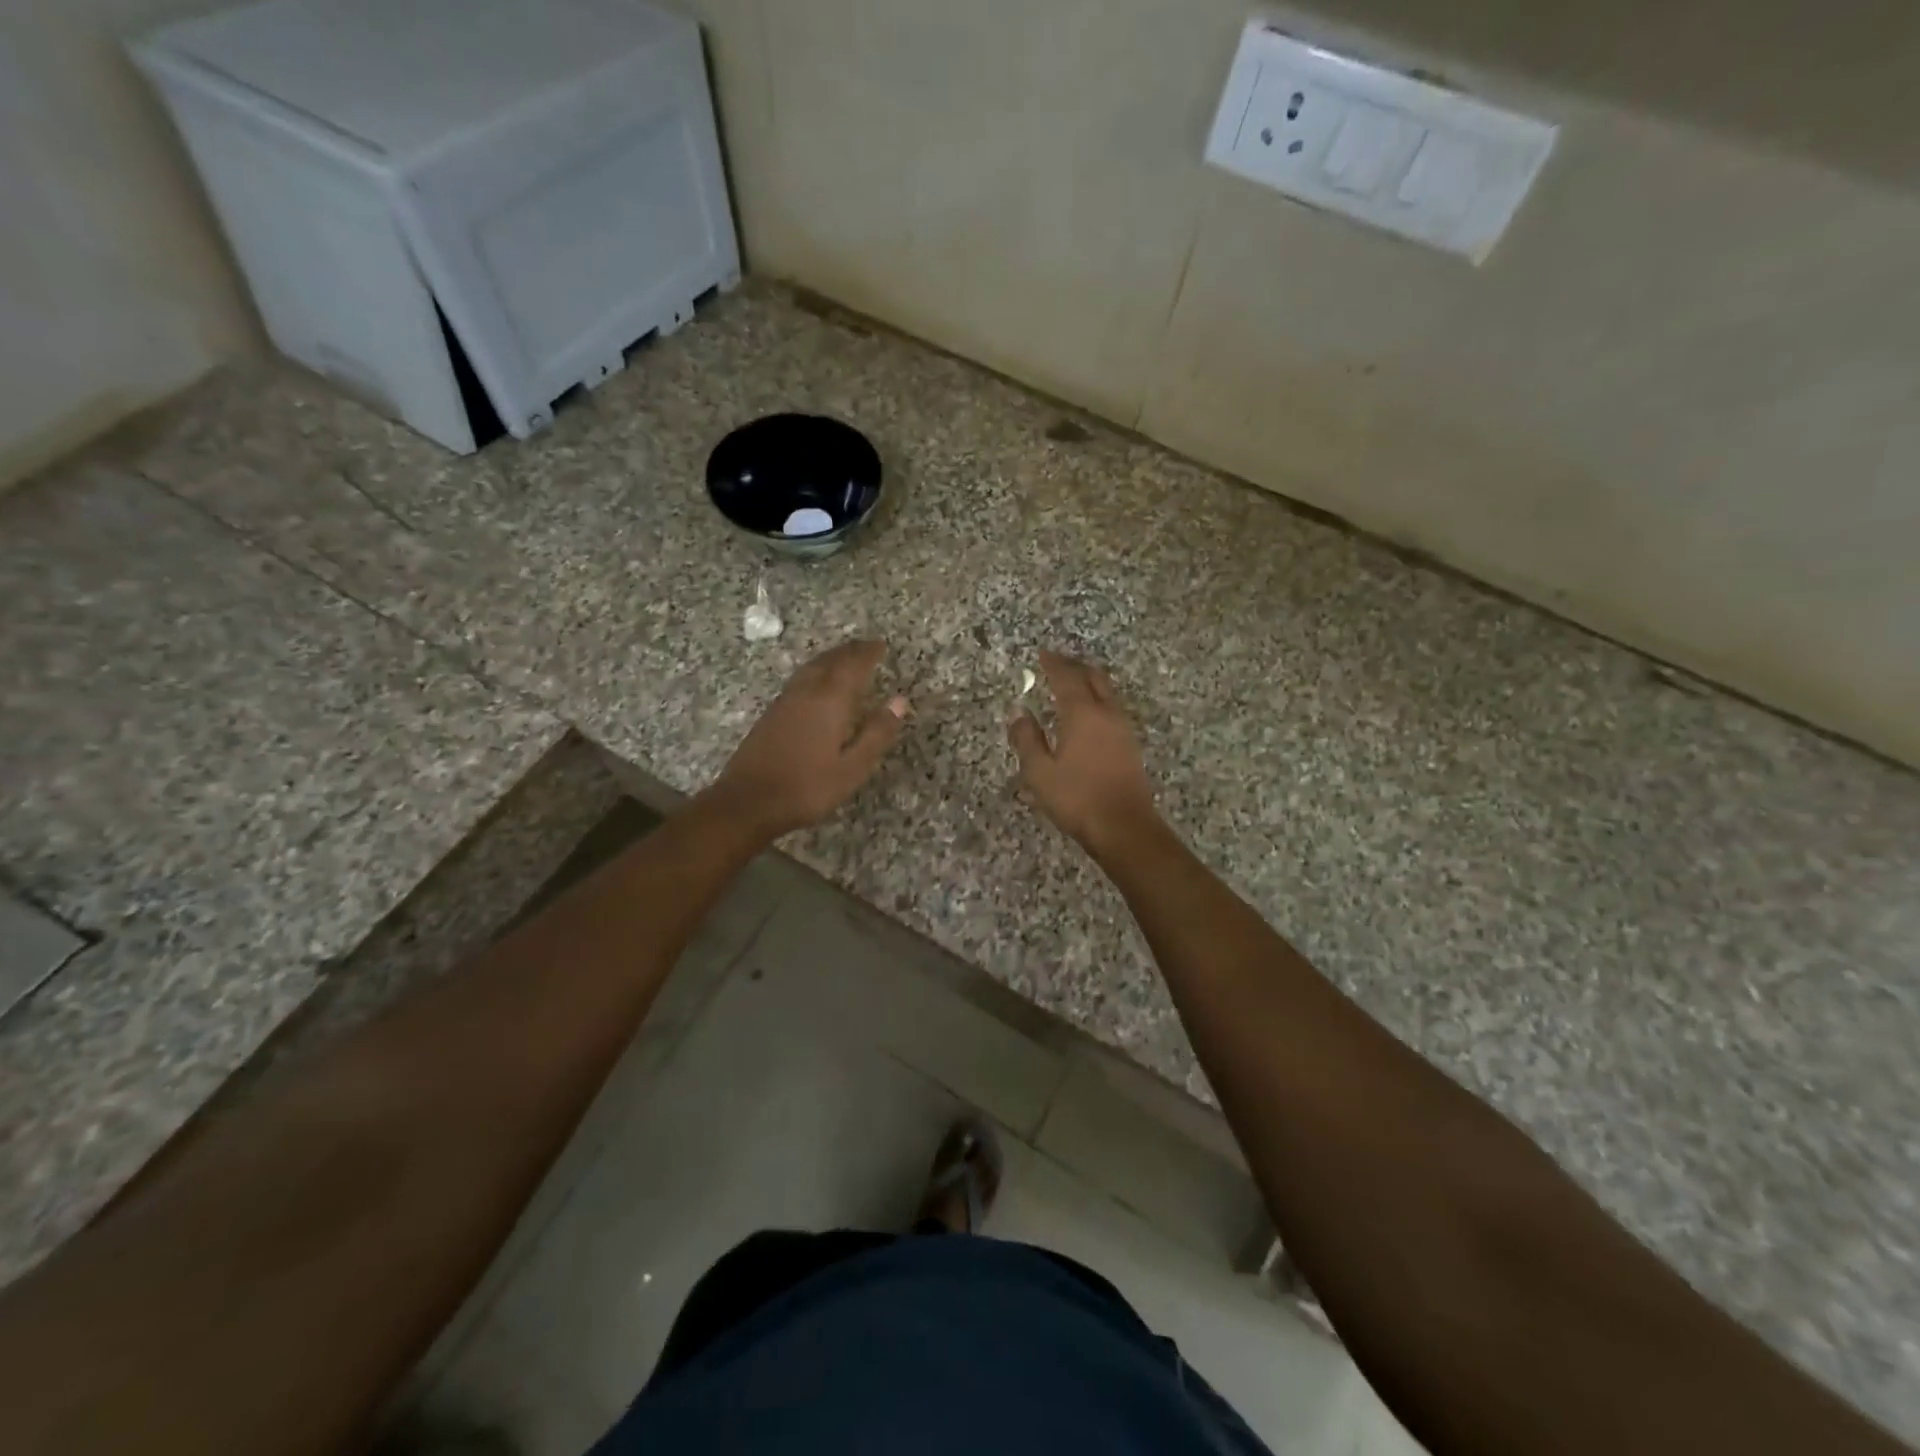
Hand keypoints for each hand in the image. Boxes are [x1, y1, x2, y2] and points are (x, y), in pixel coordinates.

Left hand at [711, 639, 907, 837]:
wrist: (748, 801)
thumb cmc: (808, 787)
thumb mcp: (853, 767)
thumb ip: (877, 733)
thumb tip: (899, 701)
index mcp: (830, 701)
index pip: (853, 666)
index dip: (869, 653)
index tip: (882, 645)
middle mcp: (807, 692)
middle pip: (830, 661)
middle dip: (850, 651)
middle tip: (867, 646)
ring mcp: (785, 701)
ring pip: (812, 667)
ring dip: (831, 657)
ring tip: (844, 656)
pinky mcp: (771, 713)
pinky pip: (800, 679)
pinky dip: (815, 671)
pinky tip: (816, 682)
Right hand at [1008, 650, 1159, 853]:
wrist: (1124, 826)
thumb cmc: (1076, 798)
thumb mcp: (1039, 772)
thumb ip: (1027, 739)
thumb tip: (1019, 713)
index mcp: (1082, 714)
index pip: (1066, 678)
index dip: (1053, 664)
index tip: (1042, 654)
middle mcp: (1106, 713)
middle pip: (1093, 678)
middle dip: (1074, 666)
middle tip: (1057, 663)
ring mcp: (1123, 729)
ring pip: (1107, 692)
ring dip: (1089, 682)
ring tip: (1072, 684)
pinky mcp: (1130, 745)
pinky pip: (1112, 709)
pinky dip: (1098, 700)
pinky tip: (1088, 715)